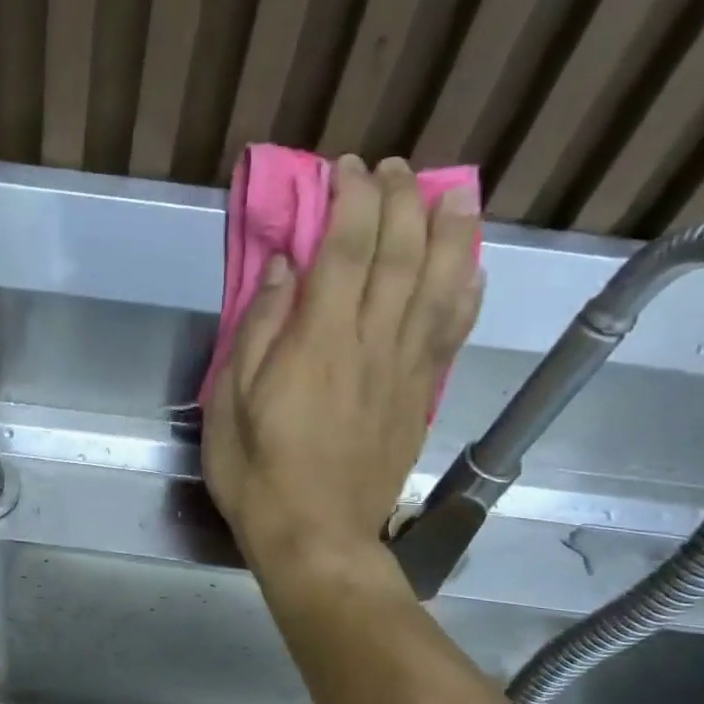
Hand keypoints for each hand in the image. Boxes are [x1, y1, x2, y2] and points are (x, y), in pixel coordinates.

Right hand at [203, 155, 482, 583]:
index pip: (345, 250)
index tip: (346, 169)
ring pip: (440, 284)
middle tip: (394, 168)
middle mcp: (372, 342)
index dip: (351, 201)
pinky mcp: (420, 394)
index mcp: (319, 342)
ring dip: (449, 231)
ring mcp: (405, 368)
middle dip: (400, 200)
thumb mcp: (231, 402)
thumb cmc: (258, 472)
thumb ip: (259, 331)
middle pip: (400, 255)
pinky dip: (467, 292)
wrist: (316, 536)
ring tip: (453, 192)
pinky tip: (472, 268)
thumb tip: (282, 269)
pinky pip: (452, 332)